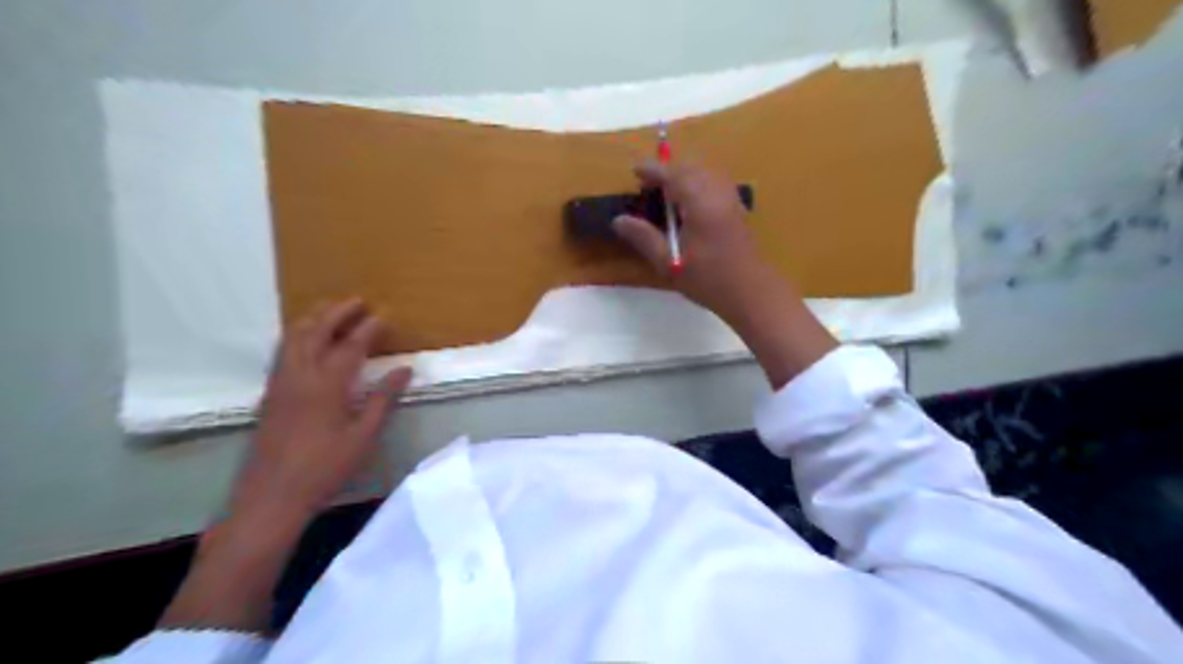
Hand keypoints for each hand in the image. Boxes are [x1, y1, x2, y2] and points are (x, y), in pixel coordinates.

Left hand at [232, 298, 413, 520]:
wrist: (271, 497)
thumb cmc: (325, 468)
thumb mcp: (363, 436)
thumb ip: (383, 399)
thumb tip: (405, 370)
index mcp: (326, 386)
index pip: (350, 347)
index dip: (368, 329)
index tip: (384, 316)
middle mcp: (299, 376)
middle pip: (315, 332)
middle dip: (337, 312)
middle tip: (357, 301)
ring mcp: (280, 384)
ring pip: (292, 338)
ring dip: (313, 319)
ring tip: (331, 309)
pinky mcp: (270, 394)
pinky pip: (282, 351)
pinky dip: (297, 335)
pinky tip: (306, 340)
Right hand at [615, 160, 834, 389]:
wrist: (750, 292)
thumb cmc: (707, 279)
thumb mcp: (669, 262)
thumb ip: (644, 237)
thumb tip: (618, 220)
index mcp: (699, 202)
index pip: (673, 174)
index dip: (653, 170)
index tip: (635, 171)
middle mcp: (717, 193)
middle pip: (691, 167)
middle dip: (668, 169)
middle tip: (649, 182)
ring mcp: (731, 199)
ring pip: (706, 172)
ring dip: (685, 174)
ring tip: (667, 190)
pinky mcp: (738, 209)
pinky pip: (716, 182)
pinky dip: (699, 182)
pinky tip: (691, 201)